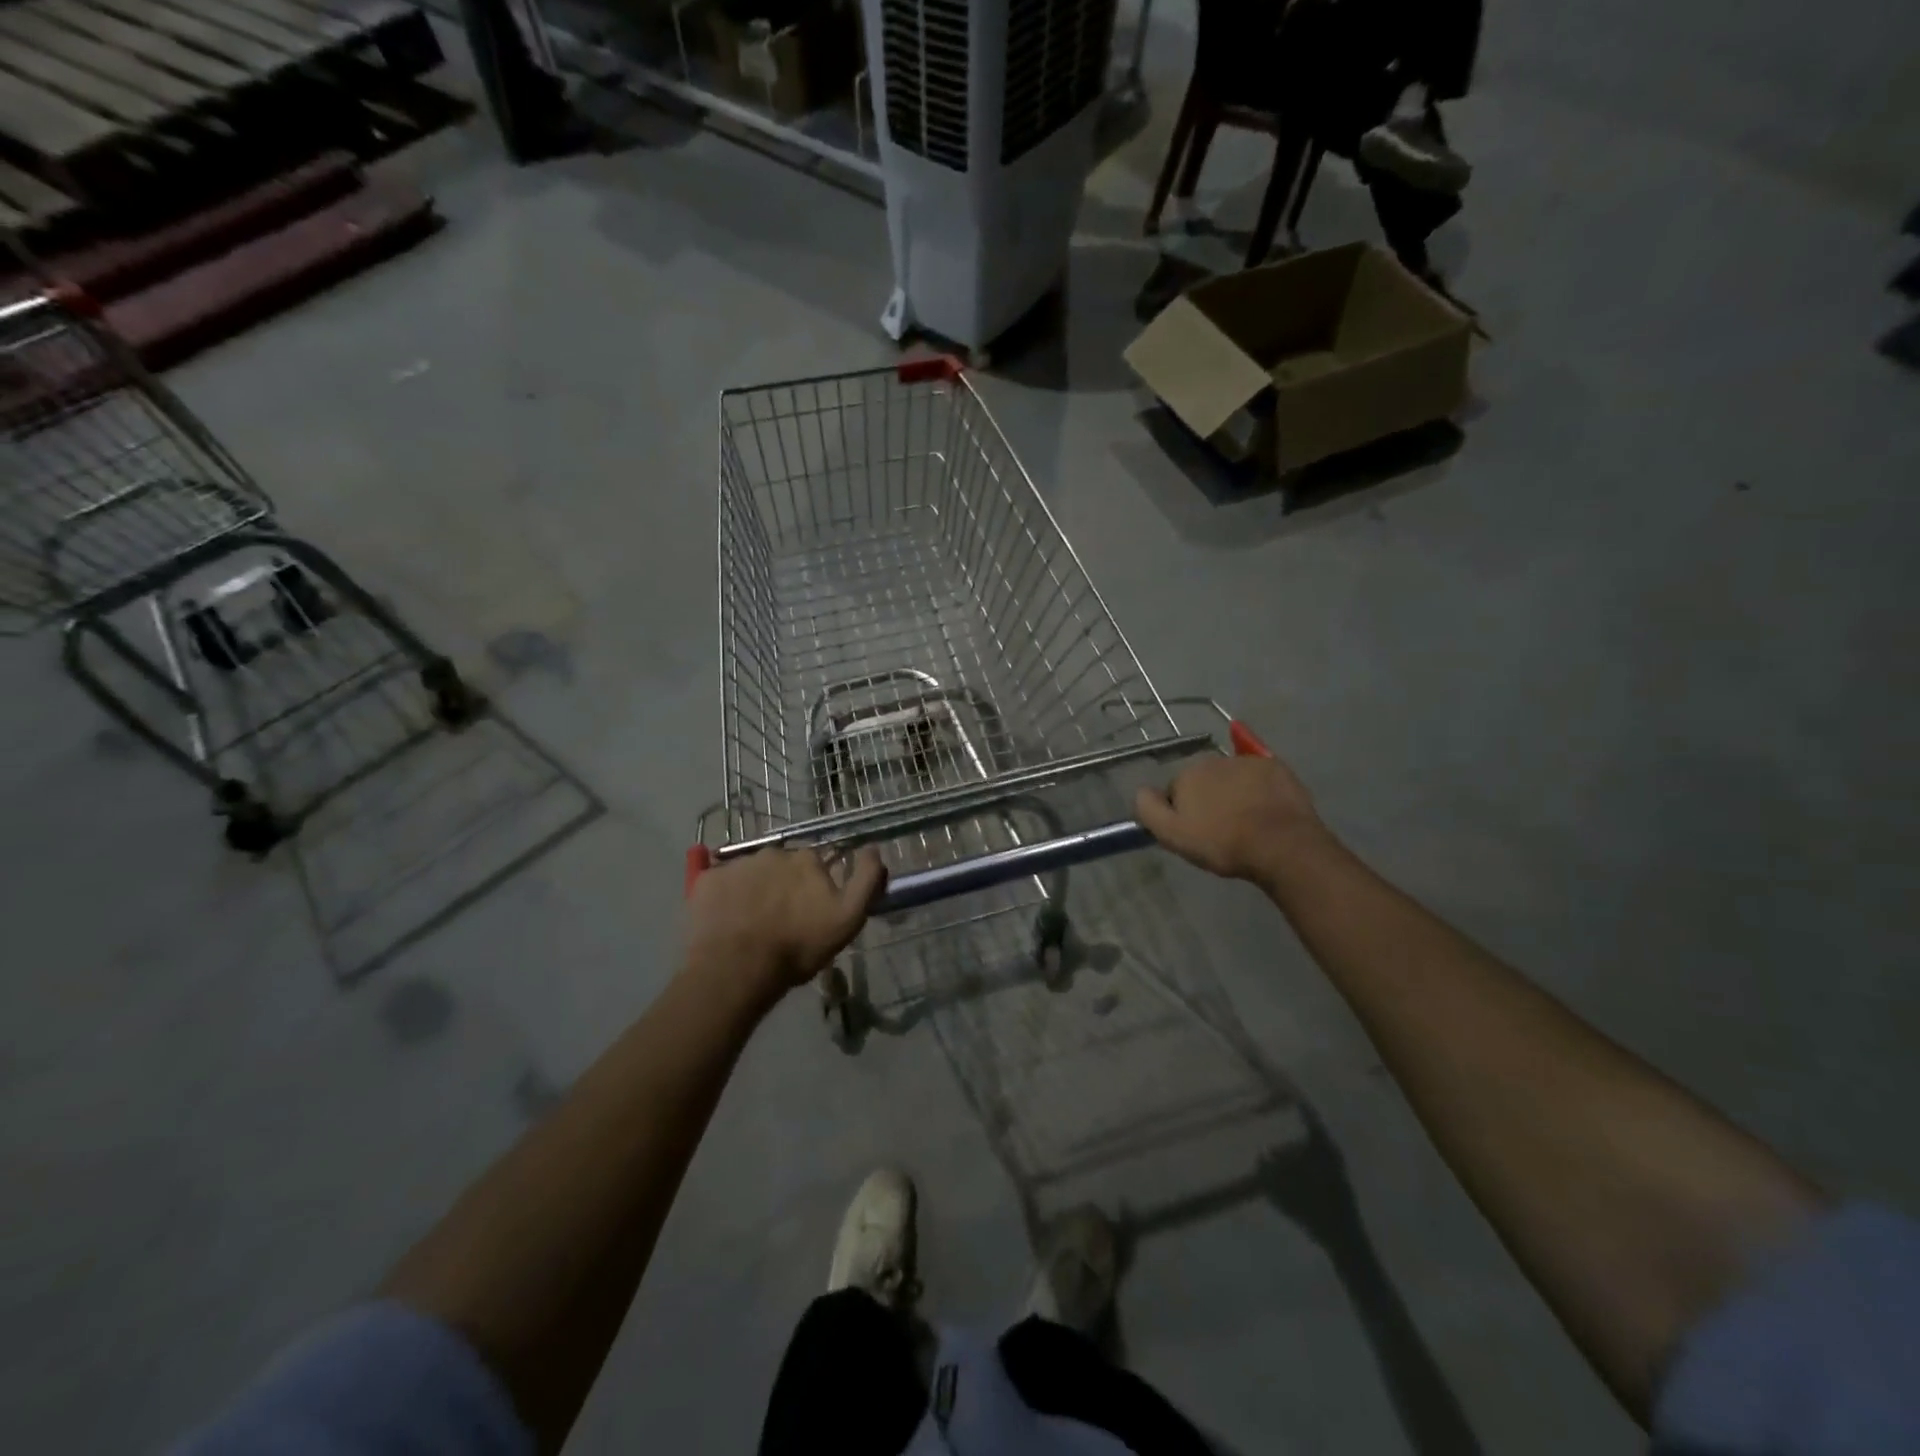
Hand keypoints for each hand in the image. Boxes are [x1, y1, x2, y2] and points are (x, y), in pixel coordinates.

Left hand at [684, 846, 886, 999]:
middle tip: (781, 918)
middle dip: (784, 885)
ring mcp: (736, 864)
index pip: (816, 863)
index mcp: (806, 858)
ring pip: (752, 873)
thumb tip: (874, 848)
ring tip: (752, 923)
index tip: (811, 909)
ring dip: (756, 890)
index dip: (815, 885)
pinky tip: (728, 922)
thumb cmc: (797, 946)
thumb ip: (867, 879)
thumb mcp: (849, 918)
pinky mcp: (706, 880)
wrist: (737, 969)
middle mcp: (772, 852)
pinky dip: (726, 897)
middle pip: (782, 865)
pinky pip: (721, 883)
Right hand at [1134, 753, 1325, 882]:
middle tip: (1221, 829)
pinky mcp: (1277, 768)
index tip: (1196, 832)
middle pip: (1205, 780)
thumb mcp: (1172, 834)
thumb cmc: (1222, 842)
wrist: (1281, 845)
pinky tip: (1264, 806)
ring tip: (1246, 822)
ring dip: (1234, 793)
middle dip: (1209, 799)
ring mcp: (1249, 762)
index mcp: (1187, 774)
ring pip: (1232, 777)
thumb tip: (1141, 790)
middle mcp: (1215, 759)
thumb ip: (1148, 808)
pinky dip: (1259, 787)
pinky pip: (1260, 775)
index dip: (1183, 812)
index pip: (1176, 791)